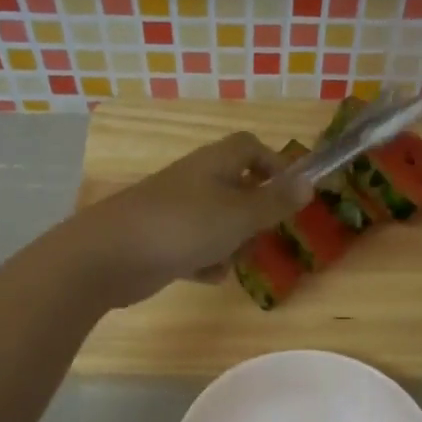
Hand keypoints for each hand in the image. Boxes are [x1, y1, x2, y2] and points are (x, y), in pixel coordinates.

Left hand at [58, 131, 311, 308]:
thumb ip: (276, 202)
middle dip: (253, 217)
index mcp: (215, 163)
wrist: (112, 255)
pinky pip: (197, 247)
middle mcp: (196, 181)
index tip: (290, 194)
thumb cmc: (184, 227)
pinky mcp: (162, 240)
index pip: (250, 147)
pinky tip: (204, 274)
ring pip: (219, 223)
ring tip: (227, 259)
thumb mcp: (240, 215)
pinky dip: (204, 261)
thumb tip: (309, 183)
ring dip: (230, 244)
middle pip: (238, 189)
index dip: (274, 165)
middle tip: (258, 236)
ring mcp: (176, 211)